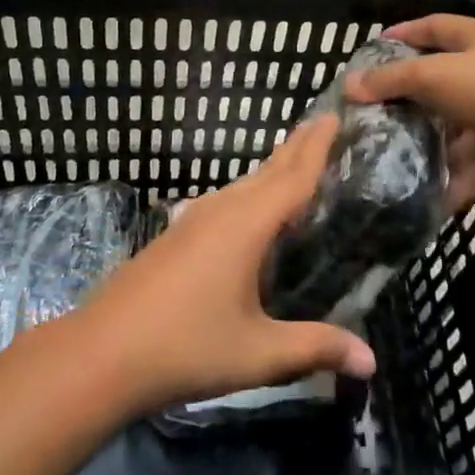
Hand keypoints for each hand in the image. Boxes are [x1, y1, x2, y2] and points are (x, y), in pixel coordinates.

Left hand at [75, 116, 375, 411]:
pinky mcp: (176, 236)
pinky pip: (225, 201)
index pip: (293, 177)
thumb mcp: (258, 353)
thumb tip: (372, 360)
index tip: (334, 115)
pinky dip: (250, 193)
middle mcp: (221, 211)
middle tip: (322, 124)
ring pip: (243, 185)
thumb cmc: (186, 347)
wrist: (102, 353)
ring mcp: (193, 221)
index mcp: (246, 225)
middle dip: (296, 148)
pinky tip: (248, 211)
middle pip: (267, 171)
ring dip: (271, 170)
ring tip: (293, 161)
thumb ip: (315, 347)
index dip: (317, 148)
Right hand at [346, 14, 474, 210]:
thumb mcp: (437, 76)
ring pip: (456, 131)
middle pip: (441, 84)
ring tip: (389, 168)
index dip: (405, 33)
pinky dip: (454, 182)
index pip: (434, 27)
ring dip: (429, 149)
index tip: (374, 47)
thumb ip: (392, 80)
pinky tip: (425, 200)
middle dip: (408, 103)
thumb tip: (350, 85)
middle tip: (371, 121)